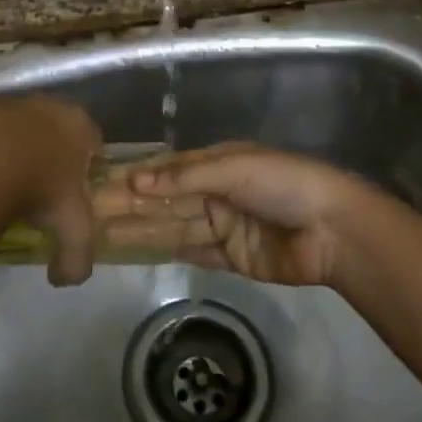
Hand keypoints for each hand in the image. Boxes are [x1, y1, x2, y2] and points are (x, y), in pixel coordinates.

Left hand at [0, 96, 101, 285]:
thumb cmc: (40, 190)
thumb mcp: (71, 230)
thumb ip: (77, 259)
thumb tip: (65, 279)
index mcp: (80, 126)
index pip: (94, 142)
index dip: (86, 166)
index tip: (74, 190)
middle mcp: (51, 105)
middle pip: (57, 128)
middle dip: (52, 152)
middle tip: (40, 185)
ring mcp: (13, 102)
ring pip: (22, 125)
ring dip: (18, 145)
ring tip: (6, 178)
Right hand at [93, 142, 384, 286]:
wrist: (333, 231)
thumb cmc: (283, 184)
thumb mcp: (233, 169)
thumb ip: (184, 177)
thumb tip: (135, 182)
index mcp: (217, 163)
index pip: (166, 170)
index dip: (135, 177)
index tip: (99, 183)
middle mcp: (215, 192)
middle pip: (165, 200)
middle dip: (130, 206)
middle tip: (88, 213)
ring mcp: (222, 226)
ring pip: (171, 227)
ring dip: (139, 230)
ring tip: (100, 234)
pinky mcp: (230, 258)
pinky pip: (190, 252)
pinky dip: (163, 252)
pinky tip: (133, 252)